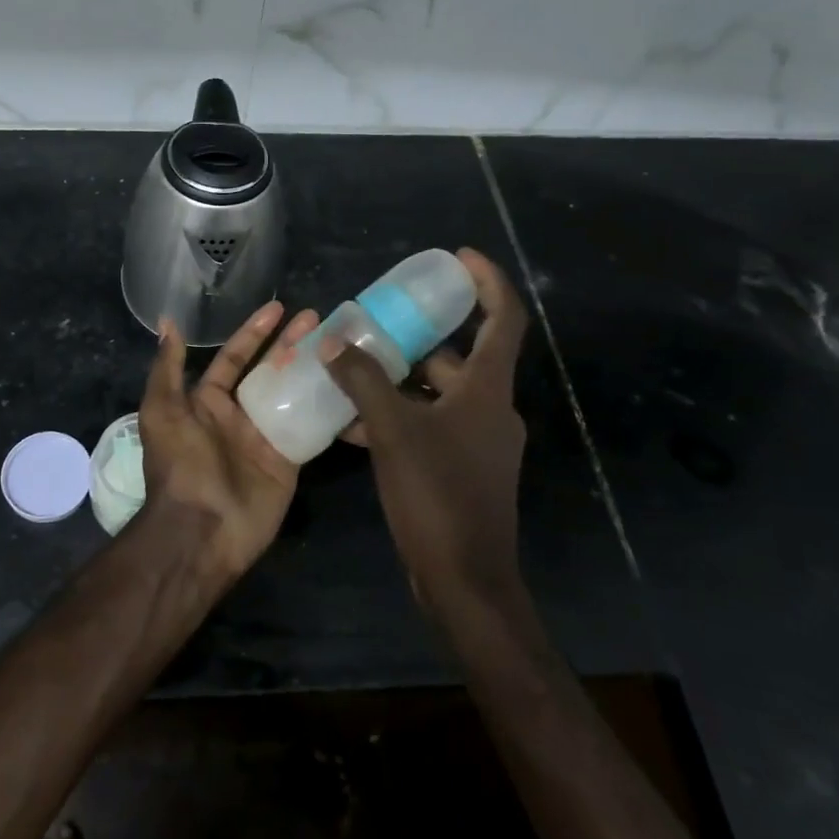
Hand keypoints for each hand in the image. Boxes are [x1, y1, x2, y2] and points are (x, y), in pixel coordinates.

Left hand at [139, 301, 318, 581]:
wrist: (201, 529)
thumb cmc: (180, 464)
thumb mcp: (163, 411)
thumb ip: (167, 368)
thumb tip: (167, 322)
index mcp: (207, 402)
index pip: (234, 358)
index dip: (255, 332)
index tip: (278, 308)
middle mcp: (238, 415)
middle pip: (269, 371)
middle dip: (290, 344)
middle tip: (316, 319)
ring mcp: (266, 438)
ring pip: (292, 394)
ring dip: (310, 369)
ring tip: (337, 343)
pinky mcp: (290, 460)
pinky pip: (310, 427)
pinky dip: (326, 407)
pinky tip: (348, 383)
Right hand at [323, 248, 529, 614]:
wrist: (464, 581)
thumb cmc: (436, 495)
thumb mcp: (393, 430)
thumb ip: (363, 381)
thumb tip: (334, 341)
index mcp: (488, 390)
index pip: (504, 318)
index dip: (487, 281)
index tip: (457, 258)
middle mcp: (490, 410)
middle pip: (459, 356)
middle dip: (418, 337)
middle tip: (375, 323)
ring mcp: (478, 443)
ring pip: (438, 394)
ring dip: (399, 381)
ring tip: (351, 371)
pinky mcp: (462, 470)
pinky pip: (429, 426)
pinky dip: (398, 417)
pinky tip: (352, 424)